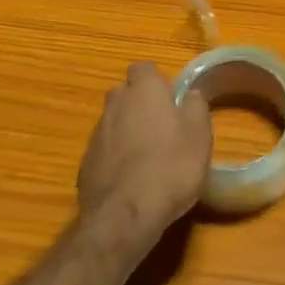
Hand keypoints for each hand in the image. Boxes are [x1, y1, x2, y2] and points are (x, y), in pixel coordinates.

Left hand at [77, 62, 211, 256]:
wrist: (125, 216)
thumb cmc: (171, 166)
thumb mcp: (200, 135)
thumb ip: (196, 107)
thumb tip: (191, 94)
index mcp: (144, 91)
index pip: (143, 68)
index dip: (155, 80)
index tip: (170, 97)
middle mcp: (115, 105)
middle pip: (123, 92)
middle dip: (137, 102)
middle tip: (159, 124)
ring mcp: (96, 135)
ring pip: (112, 121)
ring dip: (125, 130)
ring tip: (146, 154)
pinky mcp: (85, 165)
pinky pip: (103, 150)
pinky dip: (114, 156)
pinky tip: (129, 178)